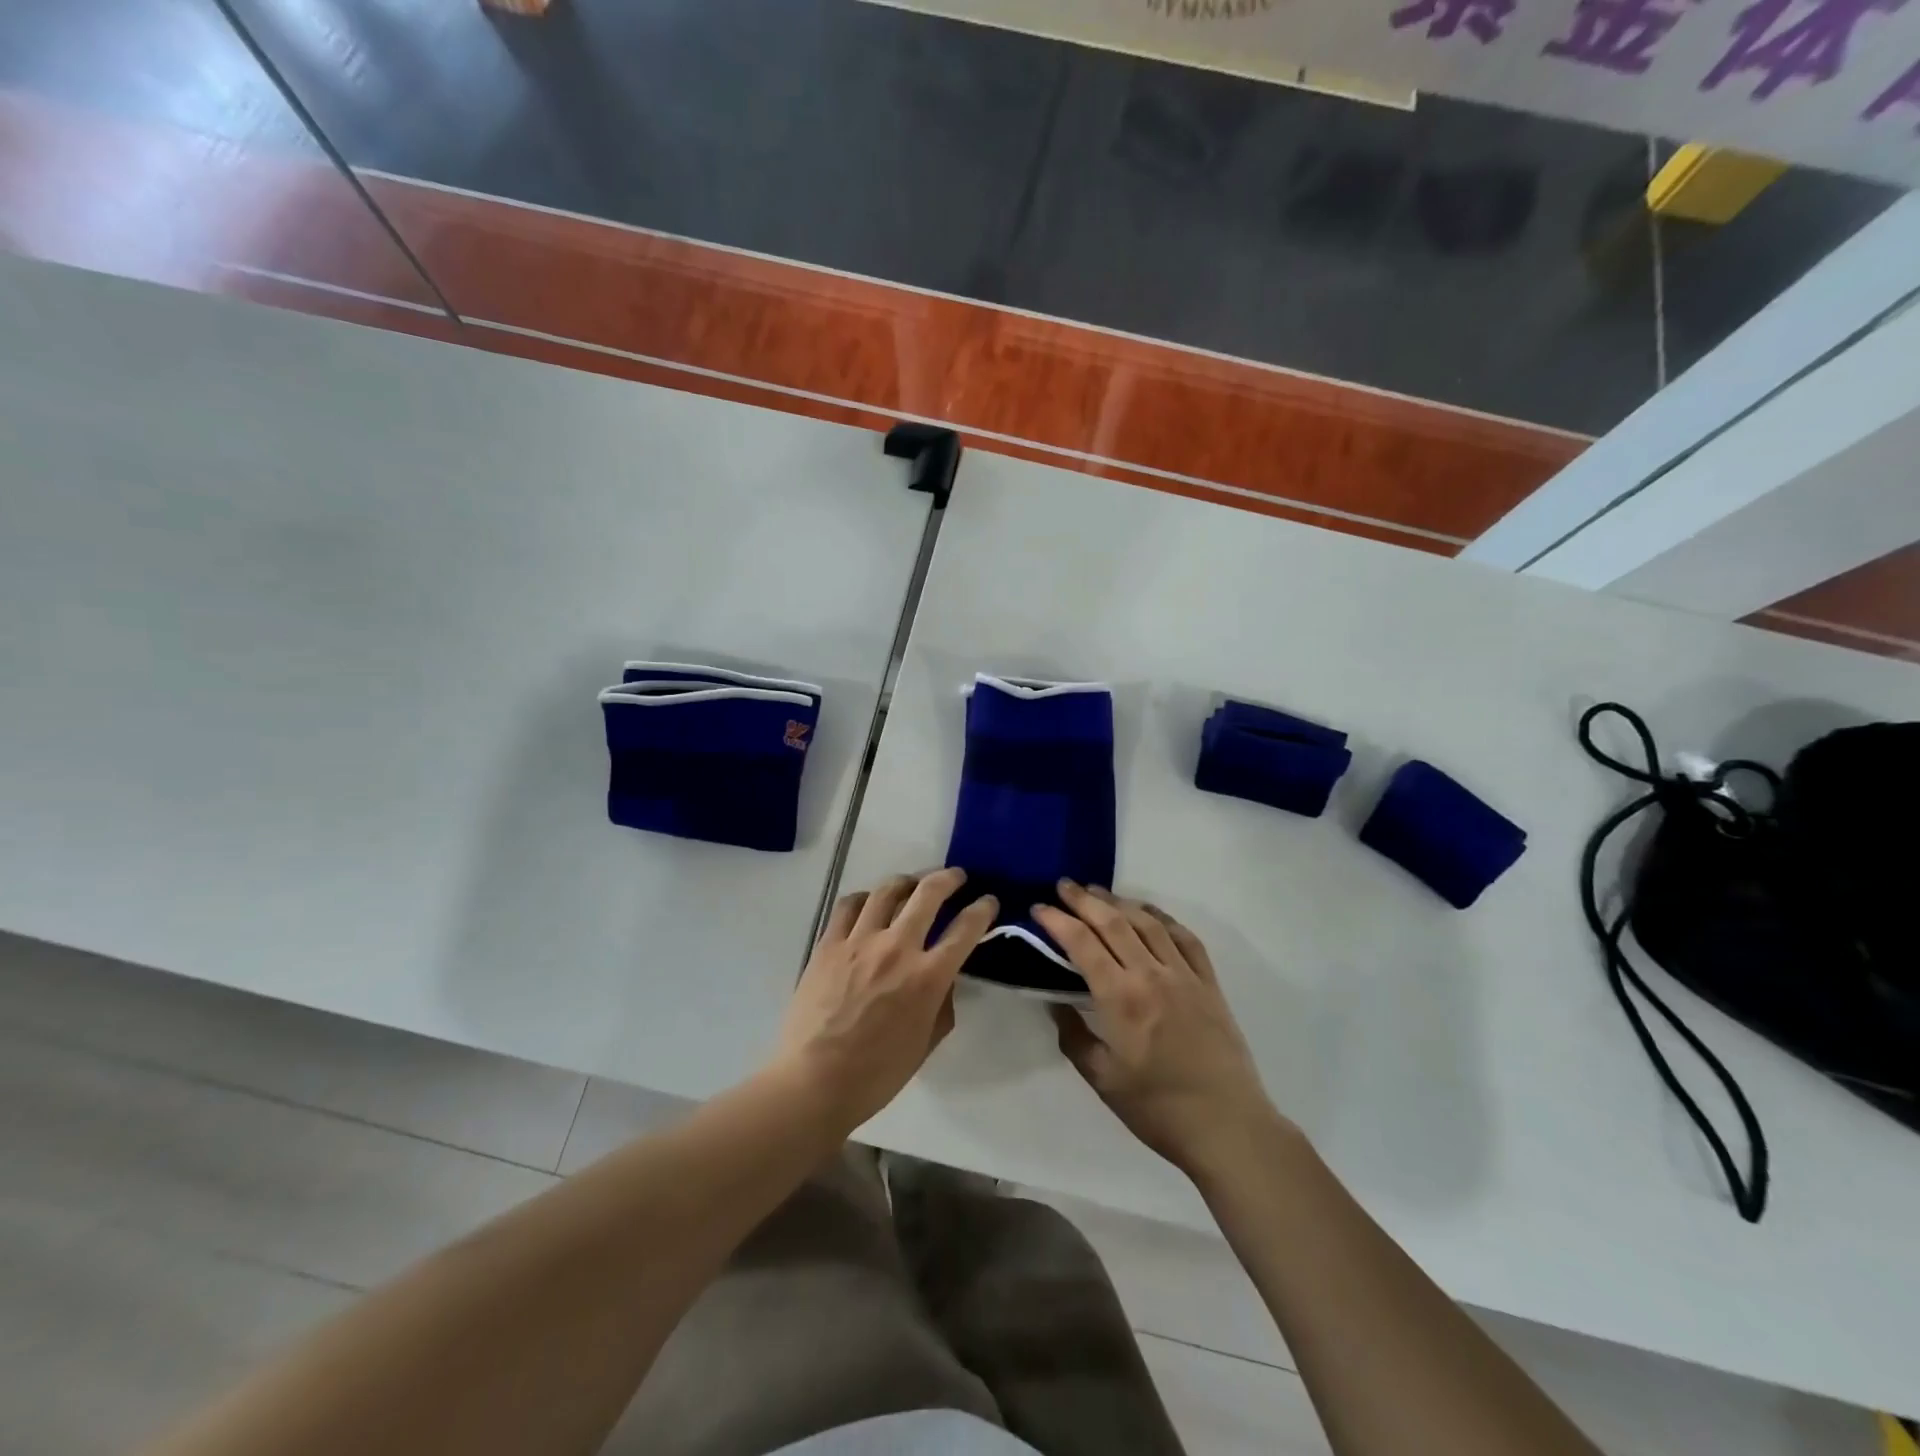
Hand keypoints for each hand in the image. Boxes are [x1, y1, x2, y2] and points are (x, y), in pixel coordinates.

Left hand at [775, 868, 997, 1130]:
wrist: (814, 1082)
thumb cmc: (877, 1074)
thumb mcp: (926, 1043)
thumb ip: (942, 1003)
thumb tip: (944, 978)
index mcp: (927, 978)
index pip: (965, 929)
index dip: (982, 909)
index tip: (989, 901)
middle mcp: (897, 948)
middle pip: (928, 893)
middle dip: (949, 879)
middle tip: (956, 877)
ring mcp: (859, 941)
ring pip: (887, 890)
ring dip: (907, 881)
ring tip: (913, 884)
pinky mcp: (829, 944)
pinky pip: (849, 905)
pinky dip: (865, 897)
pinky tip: (870, 902)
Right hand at [1035, 882, 1283, 1180]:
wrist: (1228, 1126)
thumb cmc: (1158, 1109)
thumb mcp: (1103, 1079)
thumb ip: (1074, 1037)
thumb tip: (1055, 1004)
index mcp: (1121, 998)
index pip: (1082, 943)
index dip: (1057, 920)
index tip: (1039, 907)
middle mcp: (1151, 974)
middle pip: (1113, 922)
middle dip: (1084, 900)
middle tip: (1064, 886)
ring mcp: (1184, 975)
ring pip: (1147, 922)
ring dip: (1119, 902)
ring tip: (1097, 892)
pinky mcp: (1209, 983)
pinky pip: (1184, 938)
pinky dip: (1162, 917)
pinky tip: (1148, 913)